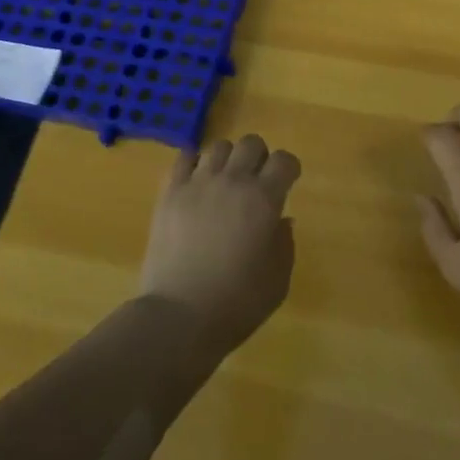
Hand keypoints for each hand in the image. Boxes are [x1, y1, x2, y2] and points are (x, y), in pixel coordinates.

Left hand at [140, 134, 300, 359]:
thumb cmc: (238, 303)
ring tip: (224, 181)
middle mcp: (233, 181)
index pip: (284, 160)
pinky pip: (183, 157)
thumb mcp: (278, 279)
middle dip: (260, 158)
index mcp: (265, 199)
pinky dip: (194, 162)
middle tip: (256, 182)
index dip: (289, 169)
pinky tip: (196, 180)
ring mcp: (198, 183)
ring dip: (228, 159)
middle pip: (251, 144)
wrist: (180, 316)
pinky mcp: (170, 192)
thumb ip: (284, 243)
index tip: (287, 182)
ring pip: (219, 146)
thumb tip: (280, 220)